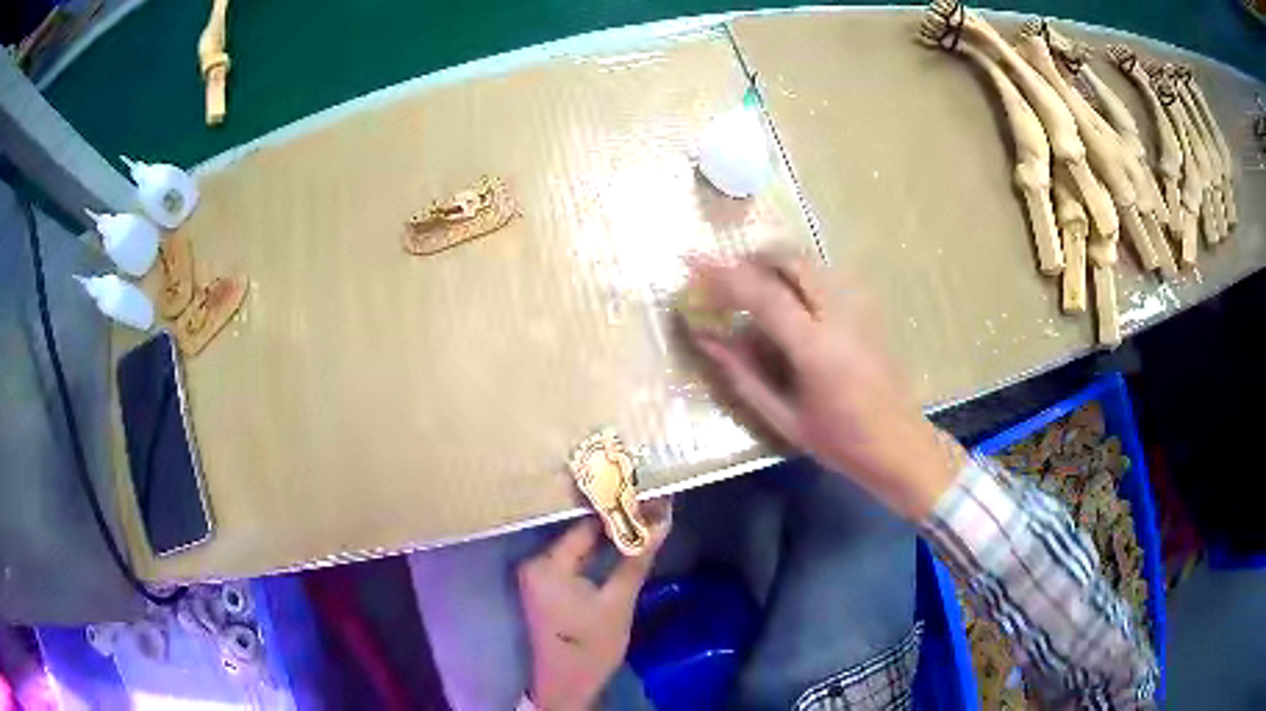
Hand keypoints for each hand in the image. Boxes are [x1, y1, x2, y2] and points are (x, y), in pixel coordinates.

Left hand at [519, 501, 671, 709]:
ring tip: (643, 521)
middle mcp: (534, 562)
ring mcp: (537, 575)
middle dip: (615, 523)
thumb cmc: (591, 645)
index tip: (648, 498)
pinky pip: (572, 561)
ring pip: (577, 547)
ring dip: (607, 539)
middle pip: (579, 534)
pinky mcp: (545, 587)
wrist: (567, 685)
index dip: (618, 511)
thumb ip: (636, 558)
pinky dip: (595, 556)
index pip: (585, 525)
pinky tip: (621, 548)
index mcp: (546, 564)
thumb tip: (663, 519)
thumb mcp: (619, 601)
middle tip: (651, 507)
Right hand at [684, 253, 960, 519]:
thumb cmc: (841, 442)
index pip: (764, 294)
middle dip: (754, 258)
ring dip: (777, 263)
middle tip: (726, 273)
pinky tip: (788, 298)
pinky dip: (799, 275)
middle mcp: (840, 316)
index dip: (725, 275)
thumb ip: (744, 376)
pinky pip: (827, 277)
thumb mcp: (785, 419)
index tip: (694, 263)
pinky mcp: (869, 312)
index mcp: (816, 348)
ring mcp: (860, 309)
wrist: (900, 445)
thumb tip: (708, 341)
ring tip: (751, 283)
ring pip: (813, 263)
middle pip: (793, 261)